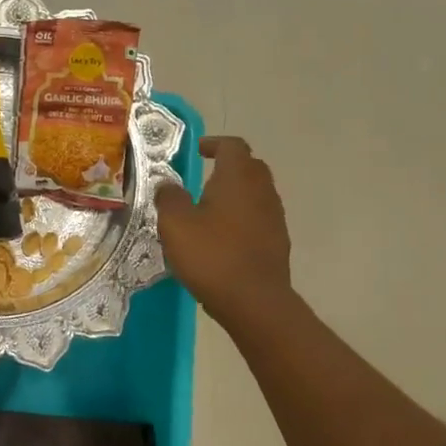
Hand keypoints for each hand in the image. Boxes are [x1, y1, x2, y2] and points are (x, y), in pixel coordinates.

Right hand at [155, 136, 291, 323]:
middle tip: (204, 176)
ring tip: (210, 207)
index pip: (233, 146)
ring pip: (256, 193)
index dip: (215, 144)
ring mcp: (274, 217)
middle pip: (250, 166)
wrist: (255, 302)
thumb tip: (168, 185)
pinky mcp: (277, 242)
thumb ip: (169, 198)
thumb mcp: (176, 224)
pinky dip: (242, 216)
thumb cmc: (212, 255)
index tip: (198, 151)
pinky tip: (224, 235)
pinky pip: (259, 217)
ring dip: (236, 193)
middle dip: (228, 166)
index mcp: (238, 178)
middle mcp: (261, 191)